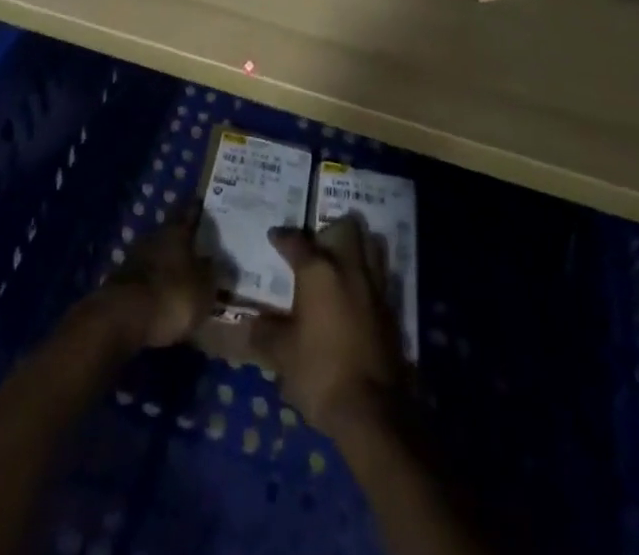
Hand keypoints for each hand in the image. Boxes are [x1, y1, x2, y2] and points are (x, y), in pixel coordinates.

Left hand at [94, 212, 215, 349]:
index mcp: (176, 231)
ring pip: (156, 255)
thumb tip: (216, 261)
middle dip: (183, 240)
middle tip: (199, 247)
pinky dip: (154, 284)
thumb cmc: (171, 296)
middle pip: (171, 233)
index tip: (204, 203)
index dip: (198, 208)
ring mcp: (133, 259)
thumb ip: (212, 272)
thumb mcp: (204, 287)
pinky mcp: (120, 284)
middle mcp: (154, 237)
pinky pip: (144, 279)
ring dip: (167, 264)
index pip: (190, 211)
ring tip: (182, 276)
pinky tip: (162, 296)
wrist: (120, 320)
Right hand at [251, 215, 402, 431]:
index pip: (296, 242)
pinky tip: (356, 295)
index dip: (283, 237)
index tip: (274, 236)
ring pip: (370, 245)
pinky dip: (368, 276)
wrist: (371, 410)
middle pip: (345, 229)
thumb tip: (246, 325)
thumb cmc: (320, 372)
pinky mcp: (391, 309)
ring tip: (340, 262)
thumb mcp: (282, 355)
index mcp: (318, 271)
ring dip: (356, 247)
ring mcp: (374, 287)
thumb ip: (264, 333)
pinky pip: (380, 276)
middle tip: (315, 248)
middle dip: (329, 232)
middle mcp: (349, 268)